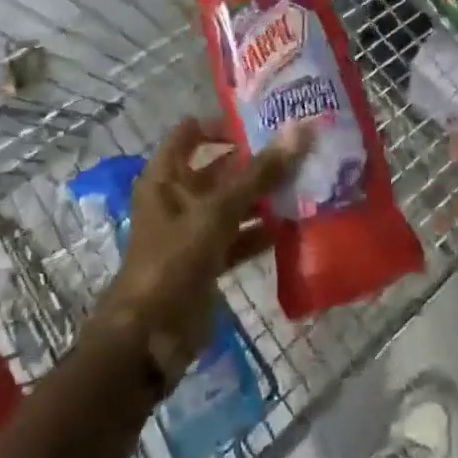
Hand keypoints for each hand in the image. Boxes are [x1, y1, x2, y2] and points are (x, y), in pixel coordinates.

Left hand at [104, 117, 302, 383]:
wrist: (149, 337)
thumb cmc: (175, 260)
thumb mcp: (218, 211)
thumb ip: (260, 173)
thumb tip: (299, 129)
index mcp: (166, 177)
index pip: (192, 132)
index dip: (224, 123)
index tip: (266, 120)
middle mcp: (178, 198)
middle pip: (220, 169)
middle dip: (257, 161)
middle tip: (301, 149)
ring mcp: (193, 232)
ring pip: (233, 204)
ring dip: (265, 197)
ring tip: (308, 183)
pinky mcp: (207, 261)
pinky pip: (239, 237)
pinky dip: (262, 232)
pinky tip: (296, 226)